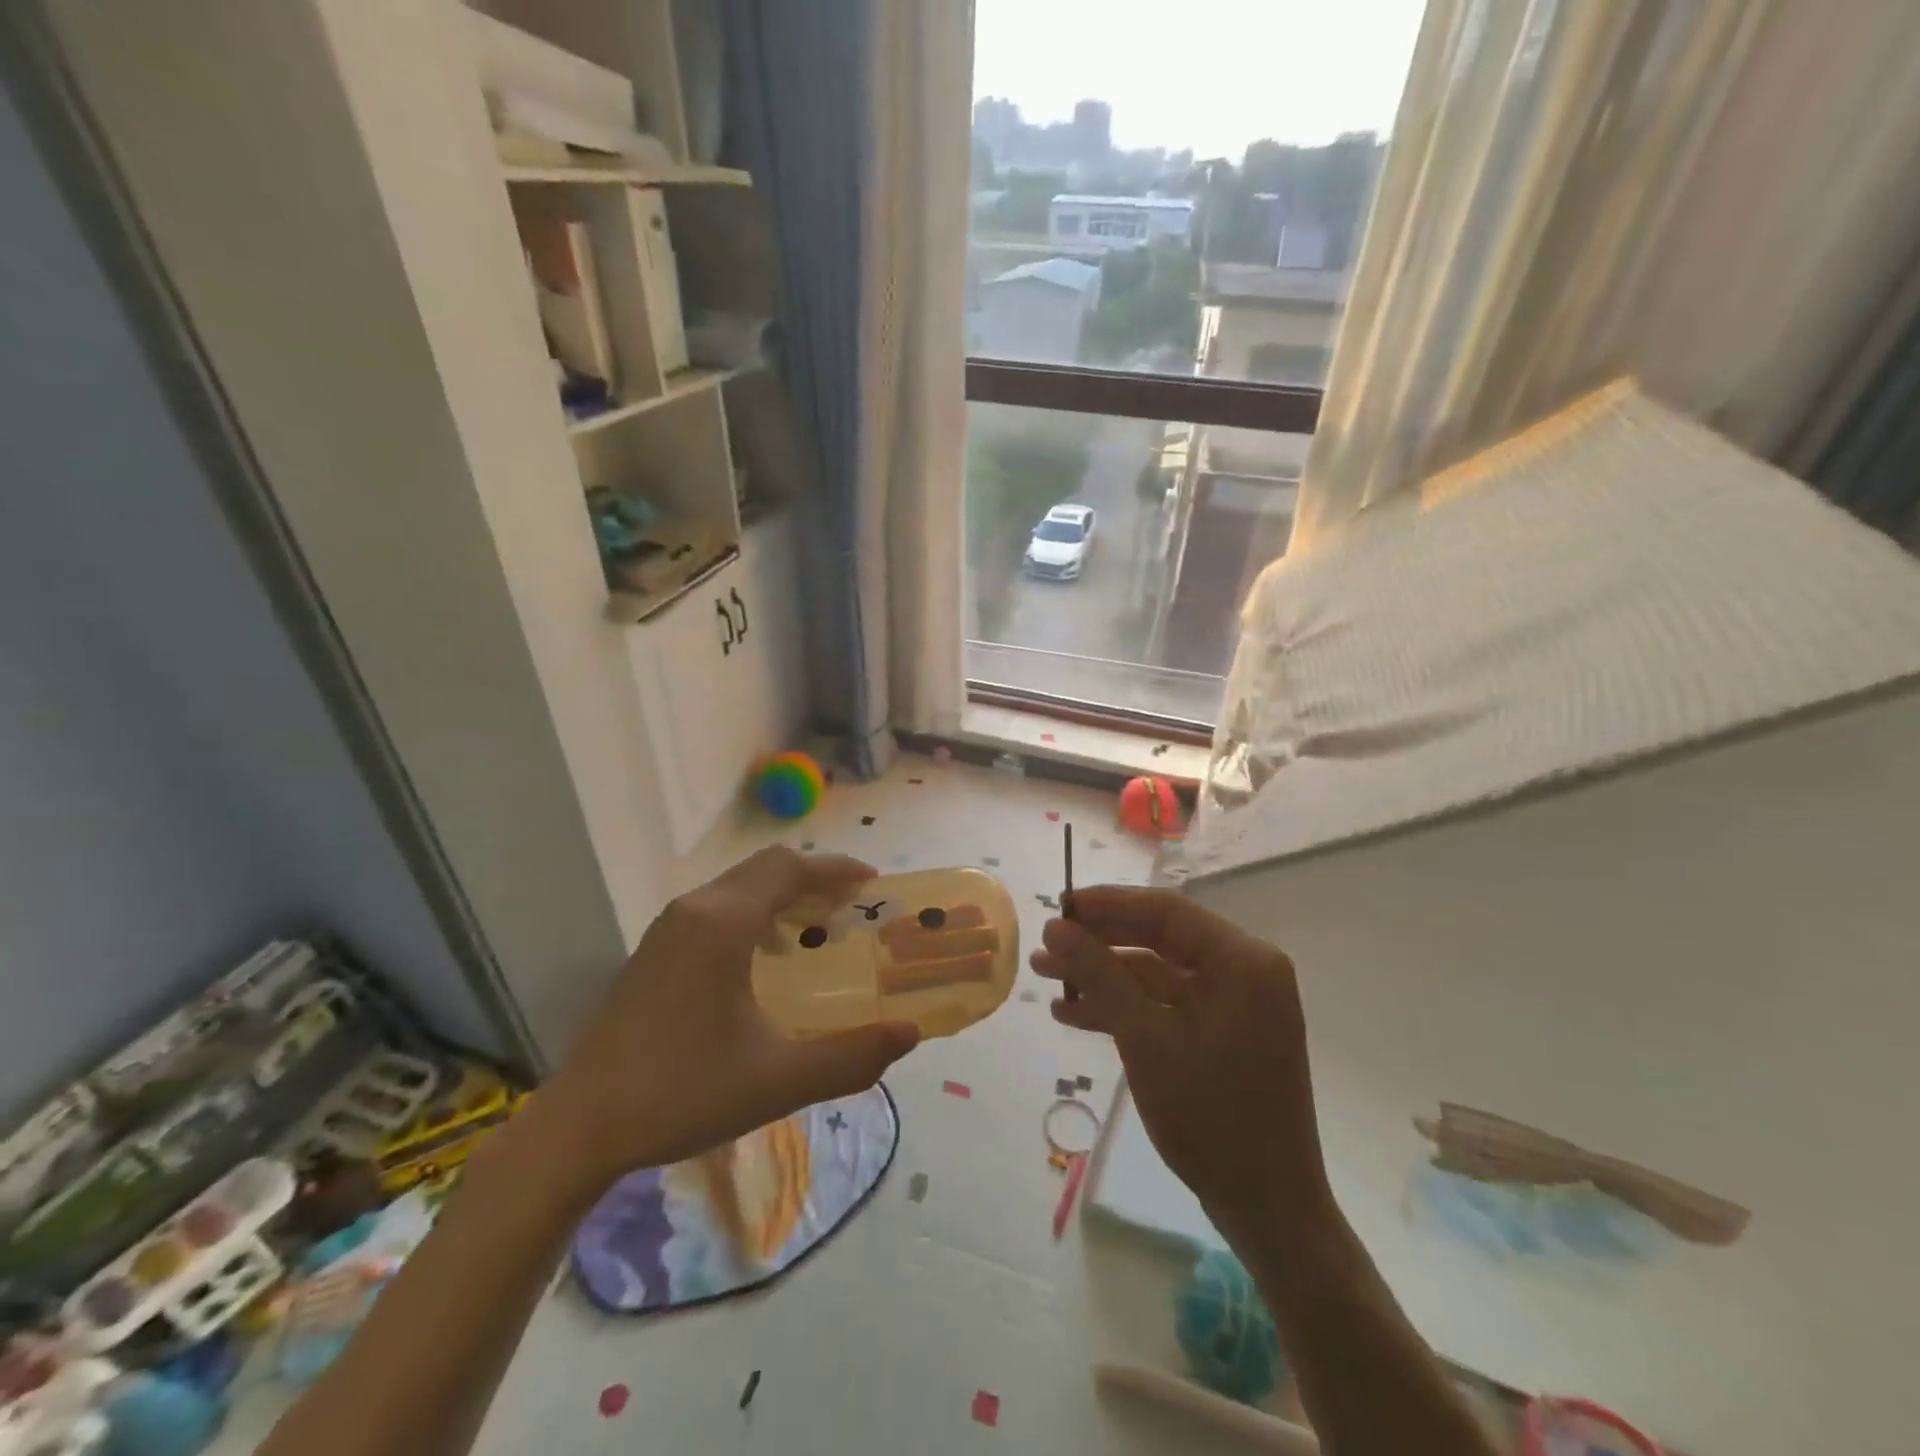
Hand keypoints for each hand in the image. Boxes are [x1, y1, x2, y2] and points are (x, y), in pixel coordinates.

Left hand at [543, 848, 919, 1182]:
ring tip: (817, 928)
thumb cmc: (682, 1093)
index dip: (836, 869)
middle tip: (853, 904)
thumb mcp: (778, 1080)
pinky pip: (717, 907)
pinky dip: (755, 912)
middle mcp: (696, 910)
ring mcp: (669, 928)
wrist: (579, 1127)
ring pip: (739, 885)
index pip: (790, 869)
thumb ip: (850, 1058)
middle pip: (766, 868)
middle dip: (814, 878)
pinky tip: (766, 960)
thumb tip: (909, 1035)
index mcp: (725, 924)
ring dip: (782, 894)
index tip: (873, 882)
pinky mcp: (654, 950)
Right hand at [1033, 887, 1331, 1231]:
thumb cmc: (1210, 1116)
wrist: (1267, 1208)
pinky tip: (1074, 1013)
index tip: (1059, 905)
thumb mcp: (1144, 1038)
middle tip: (1046, 943)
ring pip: (1156, 972)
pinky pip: (1167, 1004)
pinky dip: (1124, 1007)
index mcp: (1242, 960)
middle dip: (1099, 943)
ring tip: (1045, 978)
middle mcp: (1244, 970)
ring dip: (1103, 977)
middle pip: (1158, 938)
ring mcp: (1235, 1003)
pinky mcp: (1222, 1032)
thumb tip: (1055, 926)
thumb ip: (1099, 974)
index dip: (1107, 904)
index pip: (1165, 910)